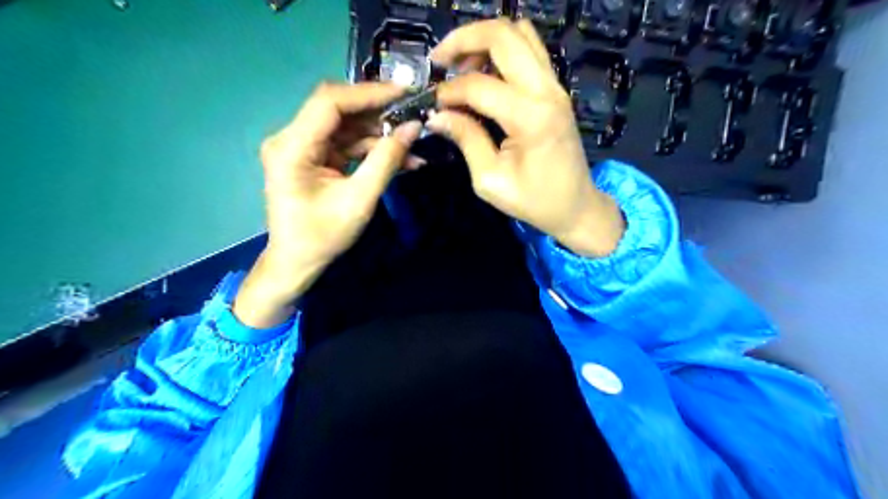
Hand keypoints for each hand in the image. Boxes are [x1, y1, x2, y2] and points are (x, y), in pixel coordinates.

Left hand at [231, 82, 420, 329]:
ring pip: (347, 126)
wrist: (297, 262)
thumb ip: (386, 161)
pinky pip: (346, 143)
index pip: (330, 103)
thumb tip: (413, 128)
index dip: (368, 94)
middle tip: (414, 116)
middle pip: (339, 110)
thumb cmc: (322, 237)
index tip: (405, 94)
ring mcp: (302, 147)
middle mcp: (291, 138)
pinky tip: (400, 157)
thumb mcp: (359, 201)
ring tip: (413, 143)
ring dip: (380, 134)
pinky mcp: (314, 157)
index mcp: (292, 147)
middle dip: (379, 113)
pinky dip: (372, 149)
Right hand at [425, 18, 618, 256]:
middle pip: (502, 35)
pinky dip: (502, 50)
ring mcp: (555, 86)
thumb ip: (466, 140)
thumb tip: (437, 115)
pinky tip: (485, 73)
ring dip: (484, 41)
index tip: (432, 105)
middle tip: (438, 62)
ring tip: (461, 66)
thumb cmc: (534, 201)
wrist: (575, 206)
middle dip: (463, 40)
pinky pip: (529, 50)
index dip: (448, 91)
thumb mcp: (490, 179)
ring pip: (518, 34)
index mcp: (530, 118)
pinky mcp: (556, 89)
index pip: (479, 85)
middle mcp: (546, 91)